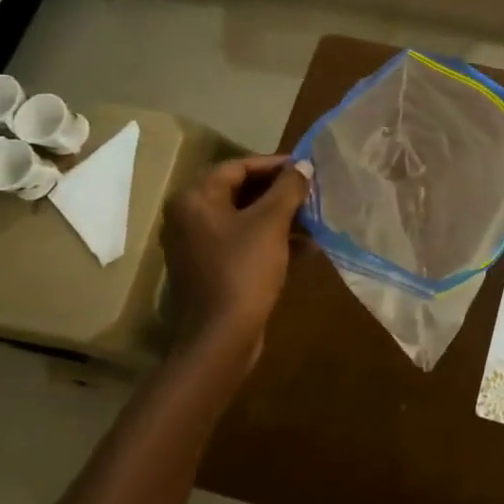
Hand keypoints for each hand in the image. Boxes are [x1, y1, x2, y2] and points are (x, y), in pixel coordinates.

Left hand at [160, 154, 313, 384]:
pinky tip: (306, 246)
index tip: (306, 168)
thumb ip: (288, 188)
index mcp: (195, 200)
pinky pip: (243, 243)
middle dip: (279, 191)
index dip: (274, 165)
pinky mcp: (211, 270)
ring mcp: (198, 246)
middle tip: (312, 192)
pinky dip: (271, 240)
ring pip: (244, 219)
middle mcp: (189, 218)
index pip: (237, 167)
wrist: (221, 338)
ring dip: (279, 216)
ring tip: (314, 217)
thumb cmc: (243, 270)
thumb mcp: (271, 223)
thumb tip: (304, 165)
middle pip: (239, 191)